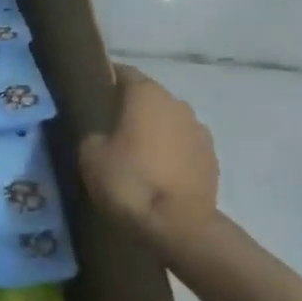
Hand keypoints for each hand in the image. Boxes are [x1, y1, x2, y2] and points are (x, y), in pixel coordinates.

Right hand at [79, 65, 218, 231]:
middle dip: (129, 108)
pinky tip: (155, 173)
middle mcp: (177, 103)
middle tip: (106, 128)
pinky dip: (169, 153)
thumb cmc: (129, 181)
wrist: (179, 227)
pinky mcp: (212, 159)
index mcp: (146, 94)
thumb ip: (93, 133)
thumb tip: (101, 133)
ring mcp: (199, 131)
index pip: (122, 72)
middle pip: (147, 97)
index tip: (89, 95)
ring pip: (167, 122)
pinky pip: (182, 146)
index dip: (104, 81)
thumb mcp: (90, 154)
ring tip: (132, 154)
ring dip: (152, 131)